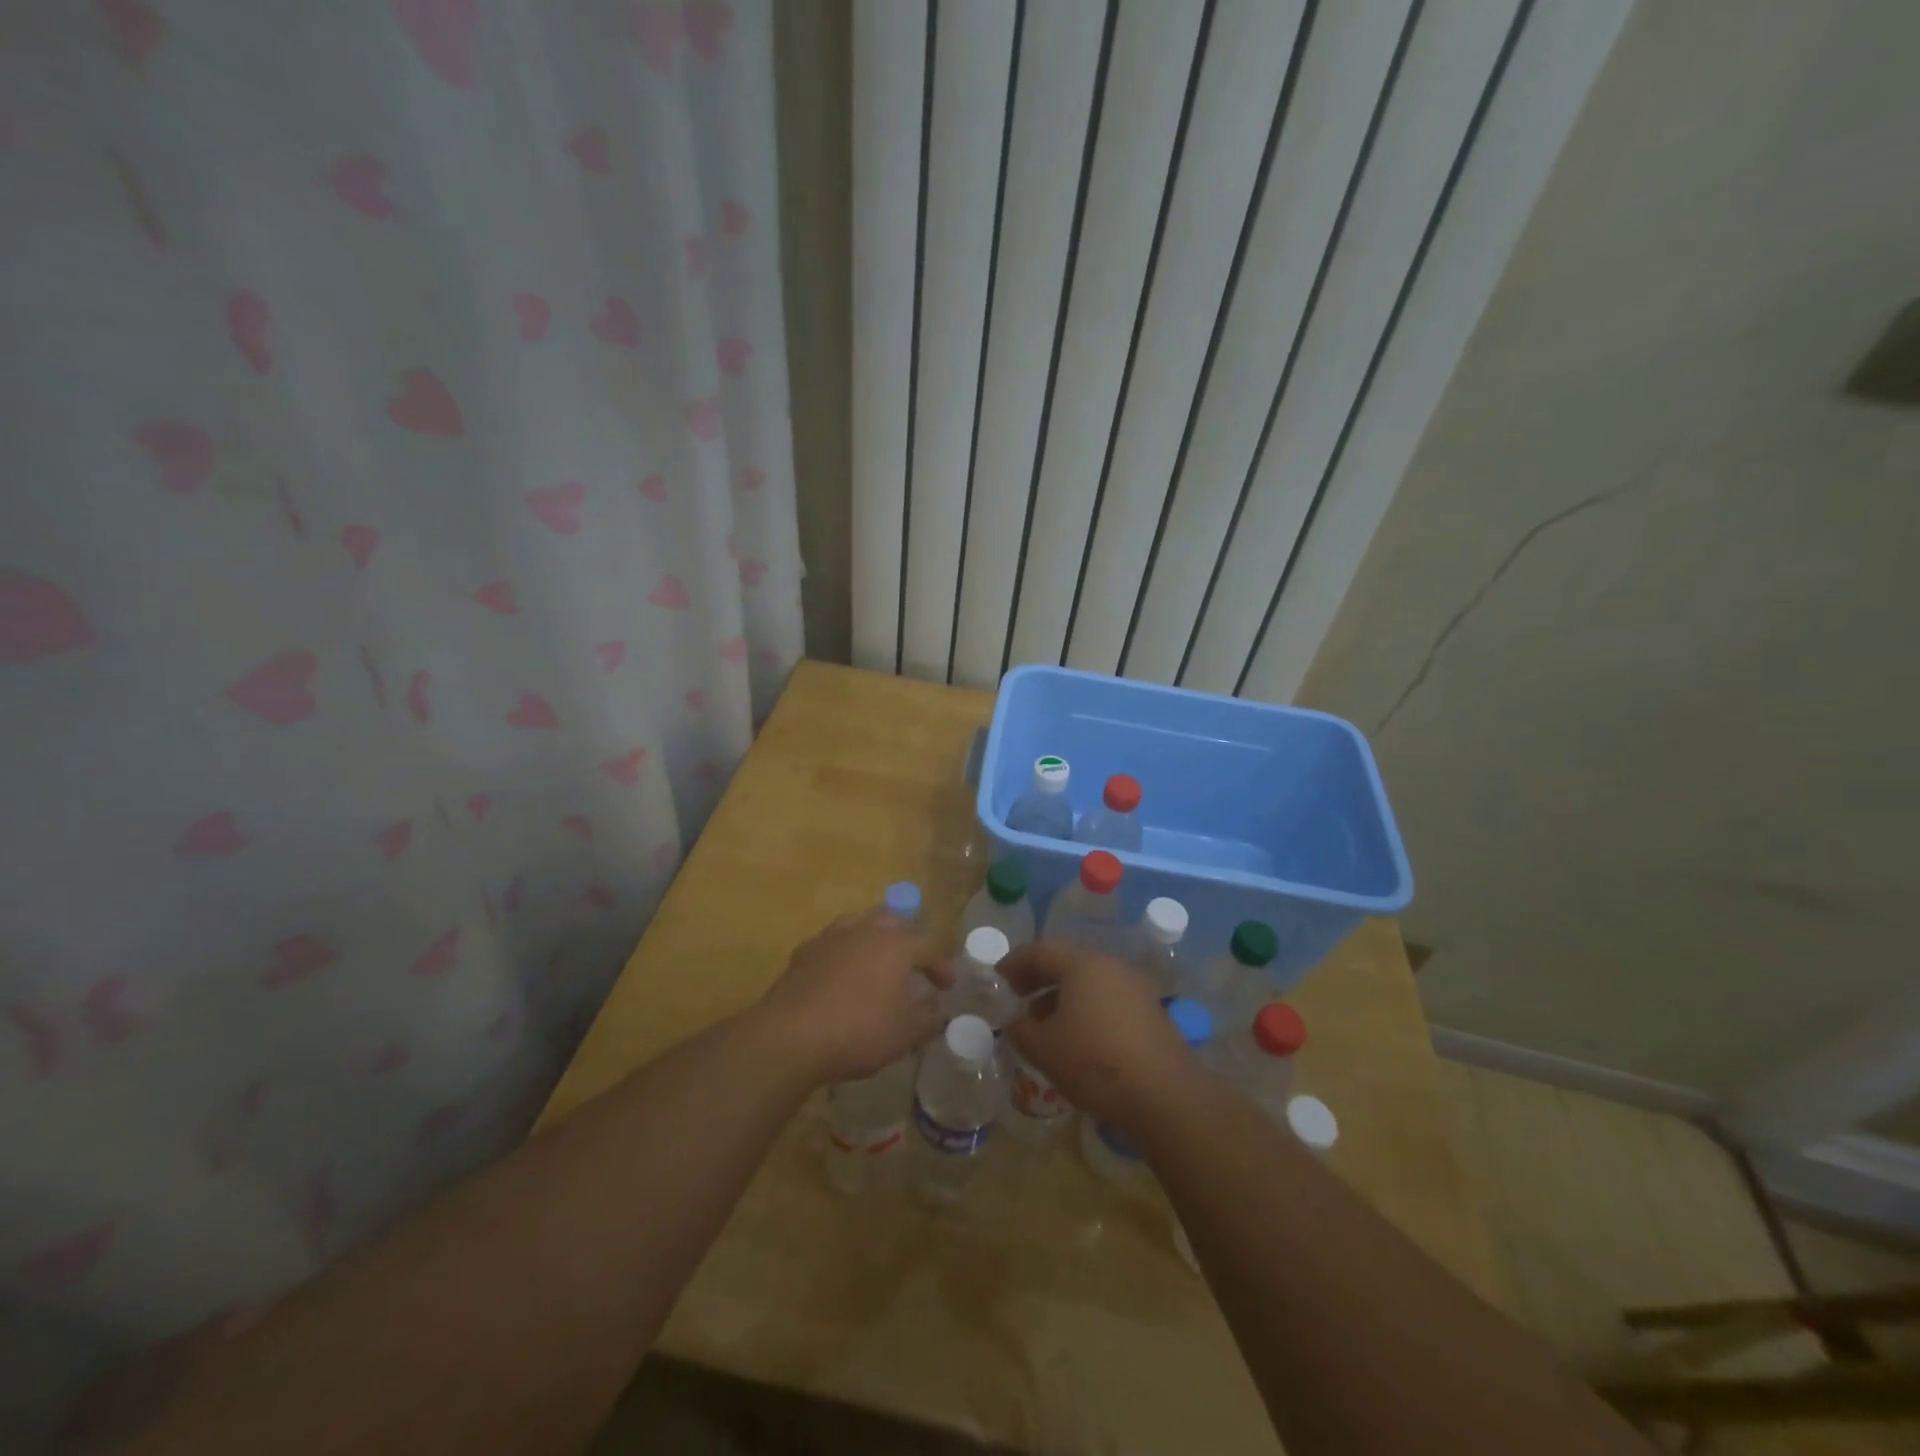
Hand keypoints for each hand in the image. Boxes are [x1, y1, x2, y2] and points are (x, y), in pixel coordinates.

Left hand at [756, 909, 950, 1083]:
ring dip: (875, 940)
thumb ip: (929, 1019)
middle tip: (914, 965)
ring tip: (879, 964)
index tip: (947, 987)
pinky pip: (834, 943)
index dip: (941, 965)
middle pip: (894, 922)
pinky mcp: (805, 951)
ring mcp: (831, 936)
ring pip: (861, 925)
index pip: (929, 945)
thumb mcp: (905, 1033)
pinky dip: (846, 954)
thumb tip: (939, 1011)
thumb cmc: (859, 1031)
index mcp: (896, 943)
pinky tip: (843, 976)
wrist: (790, 1036)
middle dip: (908, 940)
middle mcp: (865, 929)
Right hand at [1000, 940, 1196, 1130]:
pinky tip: (1078, 1038)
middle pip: (1067, 963)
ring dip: (1062, 996)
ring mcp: (1135, 988)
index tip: (998, 977)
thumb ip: (1020, 1030)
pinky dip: (1086, 1009)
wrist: (1164, 1095)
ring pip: (1089, 982)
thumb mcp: (1043, 1049)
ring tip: (1044, 1024)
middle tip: (1018, 996)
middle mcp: (1111, 967)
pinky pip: (1108, 1000)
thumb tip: (1014, 1022)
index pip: (1040, 951)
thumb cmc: (1094, 1062)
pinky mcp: (1151, 1012)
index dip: (1015, 962)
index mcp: (1082, 965)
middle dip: (1039, 978)